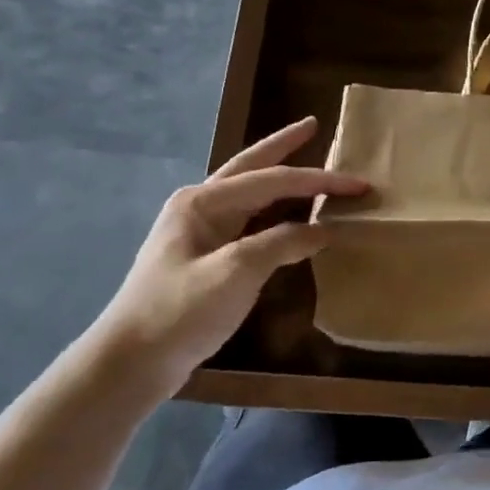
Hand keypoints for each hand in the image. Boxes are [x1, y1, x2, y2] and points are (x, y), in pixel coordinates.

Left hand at [90, 117, 366, 396]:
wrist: (130, 365)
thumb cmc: (180, 311)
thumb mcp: (236, 272)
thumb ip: (283, 242)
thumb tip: (323, 230)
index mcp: (203, 202)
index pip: (274, 180)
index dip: (320, 180)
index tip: (360, 184)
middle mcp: (200, 207)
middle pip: (252, 167)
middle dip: (283, 145)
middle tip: (313, 125)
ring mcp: (200, 233)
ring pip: (251, 194)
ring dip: (281, 178)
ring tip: (306, 159)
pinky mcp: (206, 259)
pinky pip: (250, 223)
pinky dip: (276, 212)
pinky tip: (290, 215)